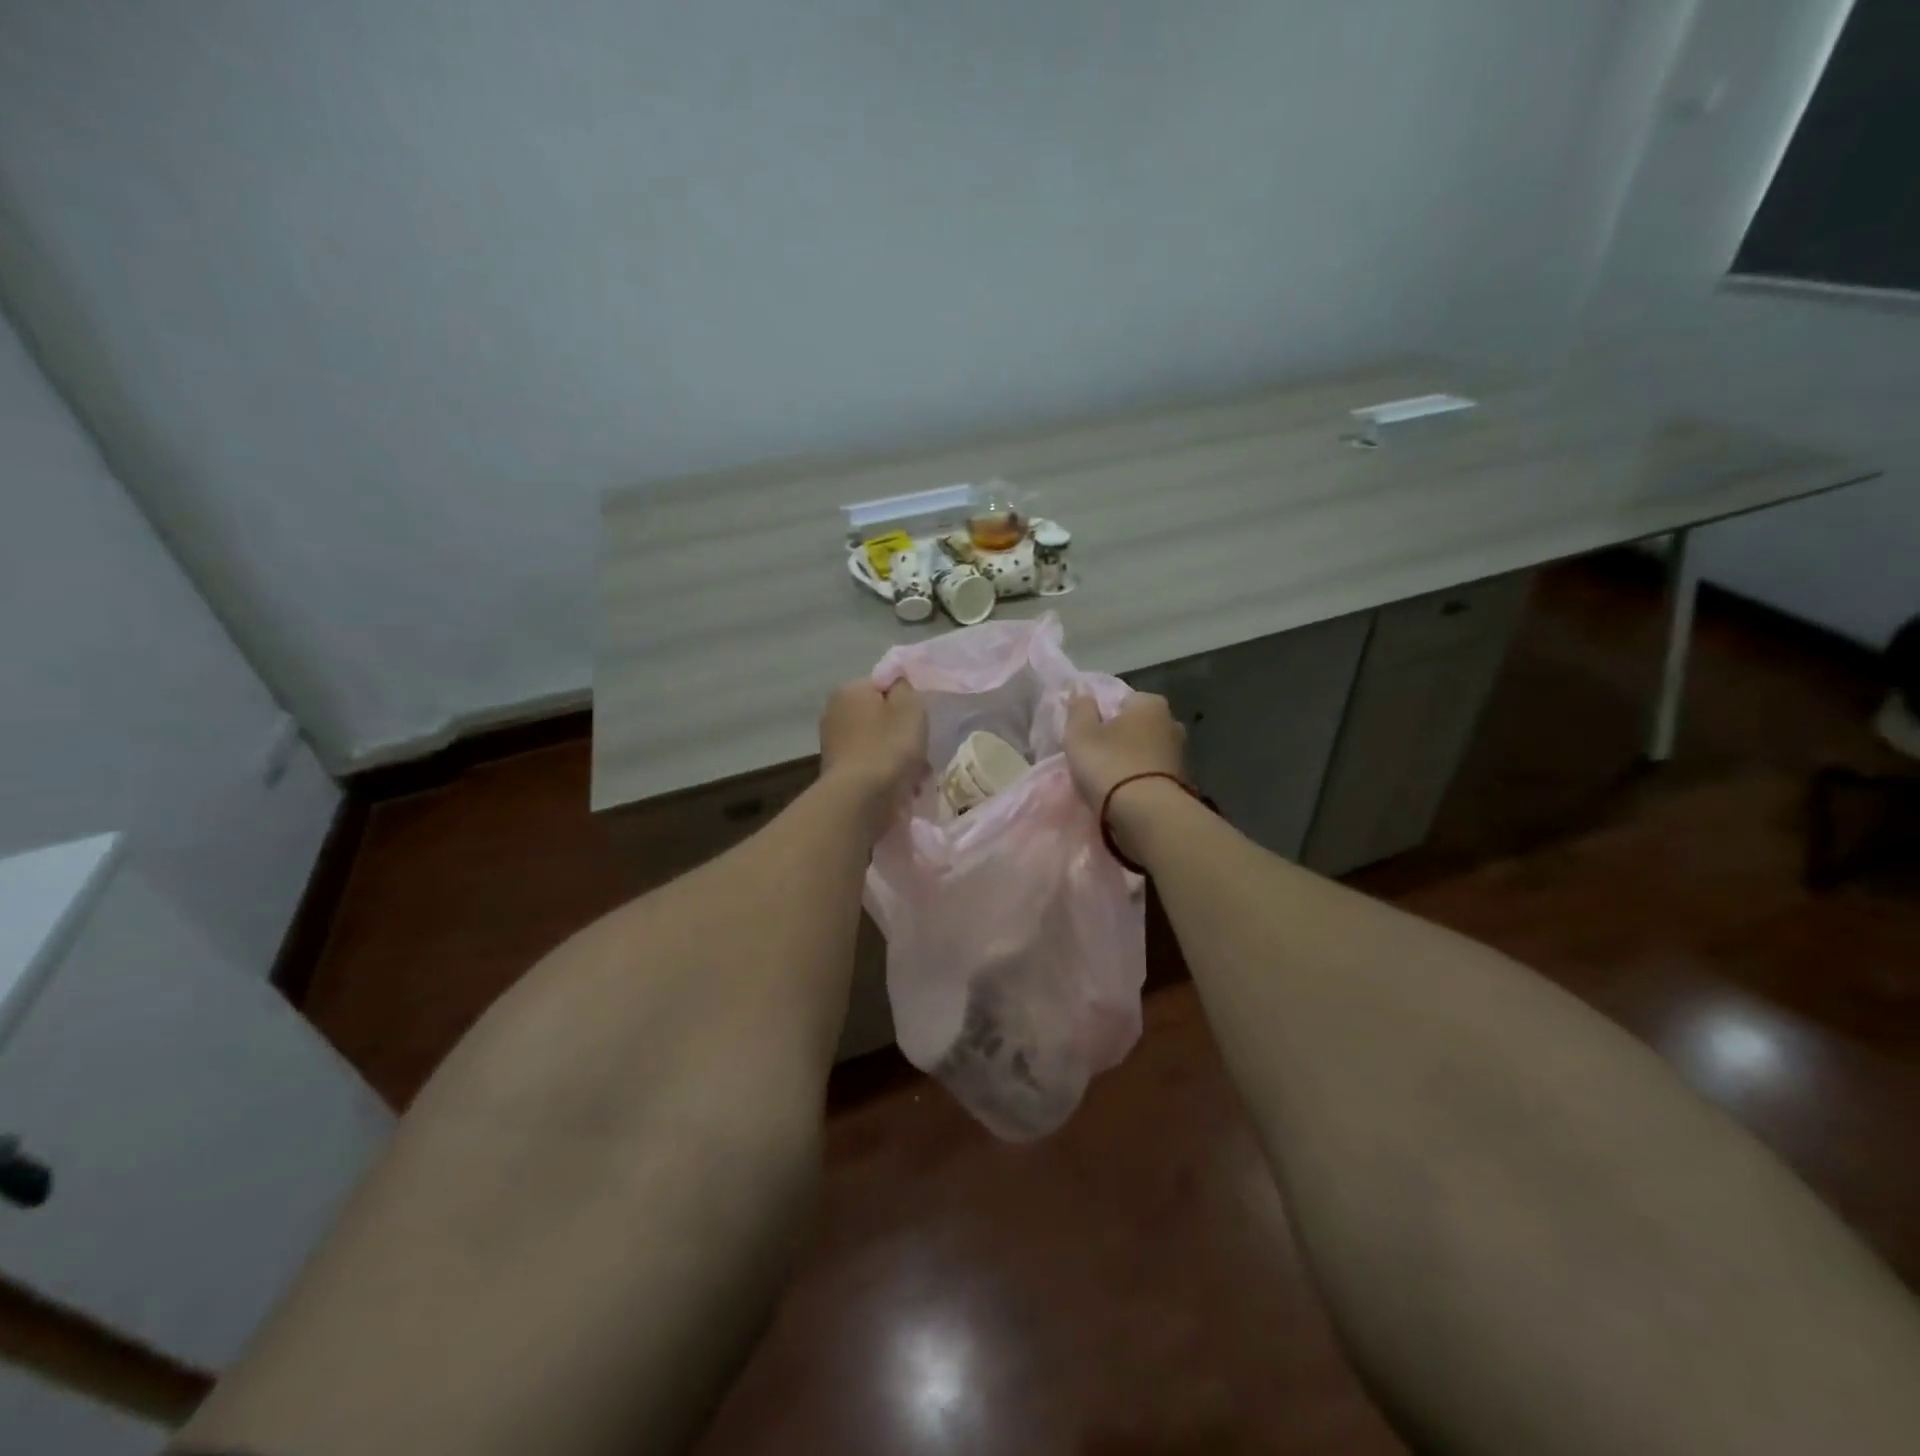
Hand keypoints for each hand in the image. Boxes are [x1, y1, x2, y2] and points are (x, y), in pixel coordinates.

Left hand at [819, 680, 927, 808]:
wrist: (861, 800)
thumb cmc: (889, 747)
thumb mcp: (910, 707)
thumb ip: (905, 687)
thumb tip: (897, 685)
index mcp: (849, 690)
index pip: (883, 686)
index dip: (905, 702)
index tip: (919, 721)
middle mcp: (834, 713)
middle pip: (881, 717)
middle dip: (902, 733)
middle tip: (921, 750)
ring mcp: (833, 745)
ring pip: (878, 744)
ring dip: (898, 757)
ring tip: (916, 776)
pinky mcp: (838, 773)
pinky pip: (871, 766)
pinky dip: (887, 774)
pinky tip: (902, 788)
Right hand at [1063, 691, 1186, 811]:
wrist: (1147, 814)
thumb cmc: (1110, 764)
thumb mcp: (1080, 734)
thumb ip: (1079, 709)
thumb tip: (1081, 690)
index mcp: (1150, 703)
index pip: (1122, 701)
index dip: (1103, 716)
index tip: (1089, 735)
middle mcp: (1172, 722)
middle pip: (1137, 726)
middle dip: (1122, 737)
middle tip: (1098, 757)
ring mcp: (1180, 754)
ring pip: (1147, 751)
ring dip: (1133, 761)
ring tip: (1110, 780)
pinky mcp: (1183, 783)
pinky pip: (1154, 774)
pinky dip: (1142, 780)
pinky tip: (1127, 794)